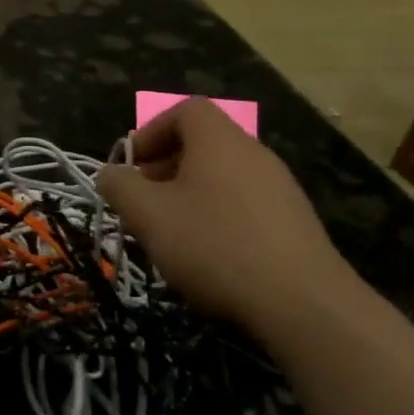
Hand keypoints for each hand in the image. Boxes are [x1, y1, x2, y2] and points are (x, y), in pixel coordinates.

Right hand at [97, 98, 357, 334]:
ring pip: (222, 177)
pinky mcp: (294, 223)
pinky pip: (244, 205)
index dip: (152, 131)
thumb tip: (110, 174)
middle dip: (165, 168)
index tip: (131, 166)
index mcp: (220, 141)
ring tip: (170, 233)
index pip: (186, 110)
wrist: (303, 304)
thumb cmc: (214, 245)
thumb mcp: (148, 214)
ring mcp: (280, 188)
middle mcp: (254, 154)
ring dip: (189, 196)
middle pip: (203, 144)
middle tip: (143, 202)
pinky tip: (207, 256)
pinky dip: (217, 217)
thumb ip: (120, 186)